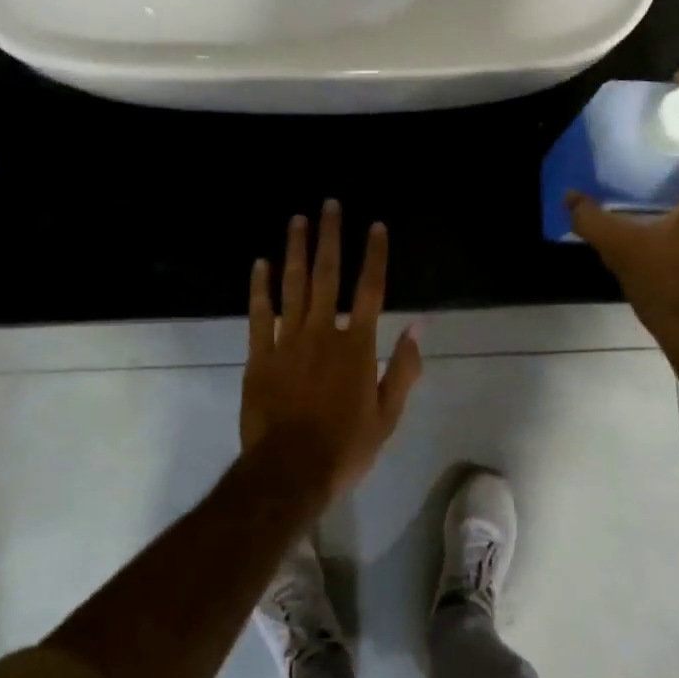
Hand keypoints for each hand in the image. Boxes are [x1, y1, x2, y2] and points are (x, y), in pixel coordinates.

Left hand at [240, 200, 423, 500]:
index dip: (375, 255)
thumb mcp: (387, 415)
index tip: (377, 226)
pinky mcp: (259, 356)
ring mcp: (287, 341)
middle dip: (331, 237)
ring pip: (293, 286)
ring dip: (296, 250)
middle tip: (330, 205)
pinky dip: (260, 287)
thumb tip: (418, 328)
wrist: (289, 472)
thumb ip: (404, 369)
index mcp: (357, 346)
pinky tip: (261, 263)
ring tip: (298, 220)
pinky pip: (259, 313)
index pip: (371, 290)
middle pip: (328, 276)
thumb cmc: (345, 447)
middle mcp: (323, 333)